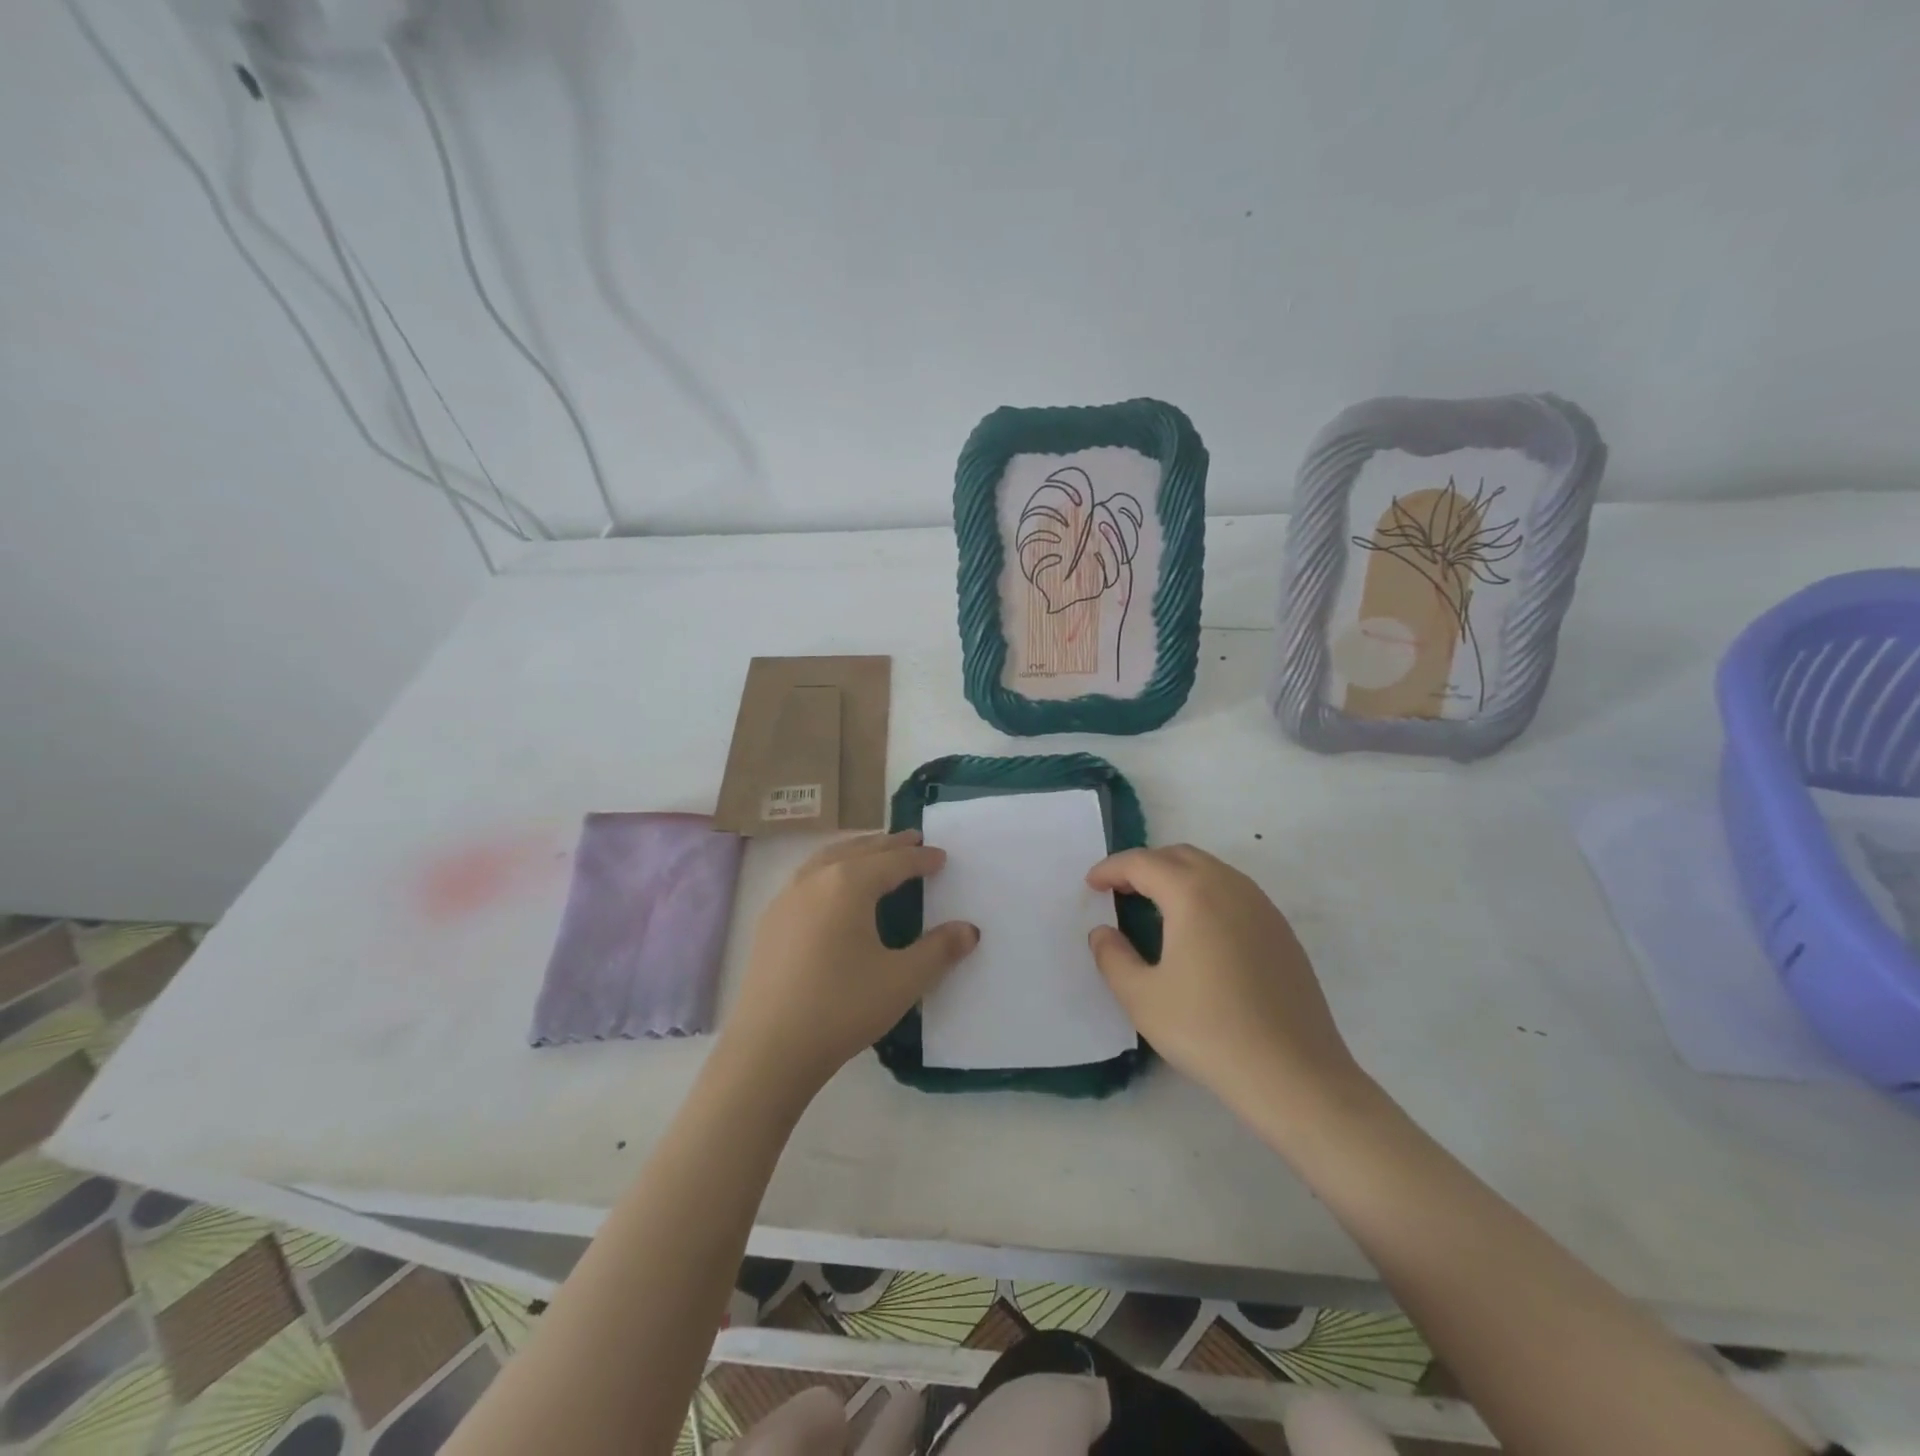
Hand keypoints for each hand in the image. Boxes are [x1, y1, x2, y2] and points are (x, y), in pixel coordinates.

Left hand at [718, 831, 978, 1106]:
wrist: (768, 1050)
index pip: (894, 862)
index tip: (942, 856)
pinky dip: (830, 869)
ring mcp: (786, 899)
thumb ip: (939, 951)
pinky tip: (833, 890)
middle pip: (859, 850)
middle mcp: (814, 879)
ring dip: (856, 851)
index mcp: (848, 884)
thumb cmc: (842, 1008)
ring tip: (875, 853)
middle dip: (889, 844)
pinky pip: (807, 878)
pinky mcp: (769, 922)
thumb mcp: (902, 980)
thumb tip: (969, 930)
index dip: (921, 858)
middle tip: (913, 839)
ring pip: (827, 859)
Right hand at [1086, 845, 1368, 1127]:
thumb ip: (1112, 957)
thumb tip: (1103, 932)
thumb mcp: (1142, 998)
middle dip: (1145, 865)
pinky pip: (1235, 892)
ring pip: (1212, 870)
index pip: (1143, 863)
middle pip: (1180, 856)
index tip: (1091, 884)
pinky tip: (1198, 932)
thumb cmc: (1208, 1031)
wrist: (1294, 1075)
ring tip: (1155, 907)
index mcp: (1193, 894)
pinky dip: (1206, 894)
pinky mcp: (1282, 932)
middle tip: (1120, 891)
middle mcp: (1230, 887)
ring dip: (1177, 876)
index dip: (1111, 869)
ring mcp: (1263, 907)